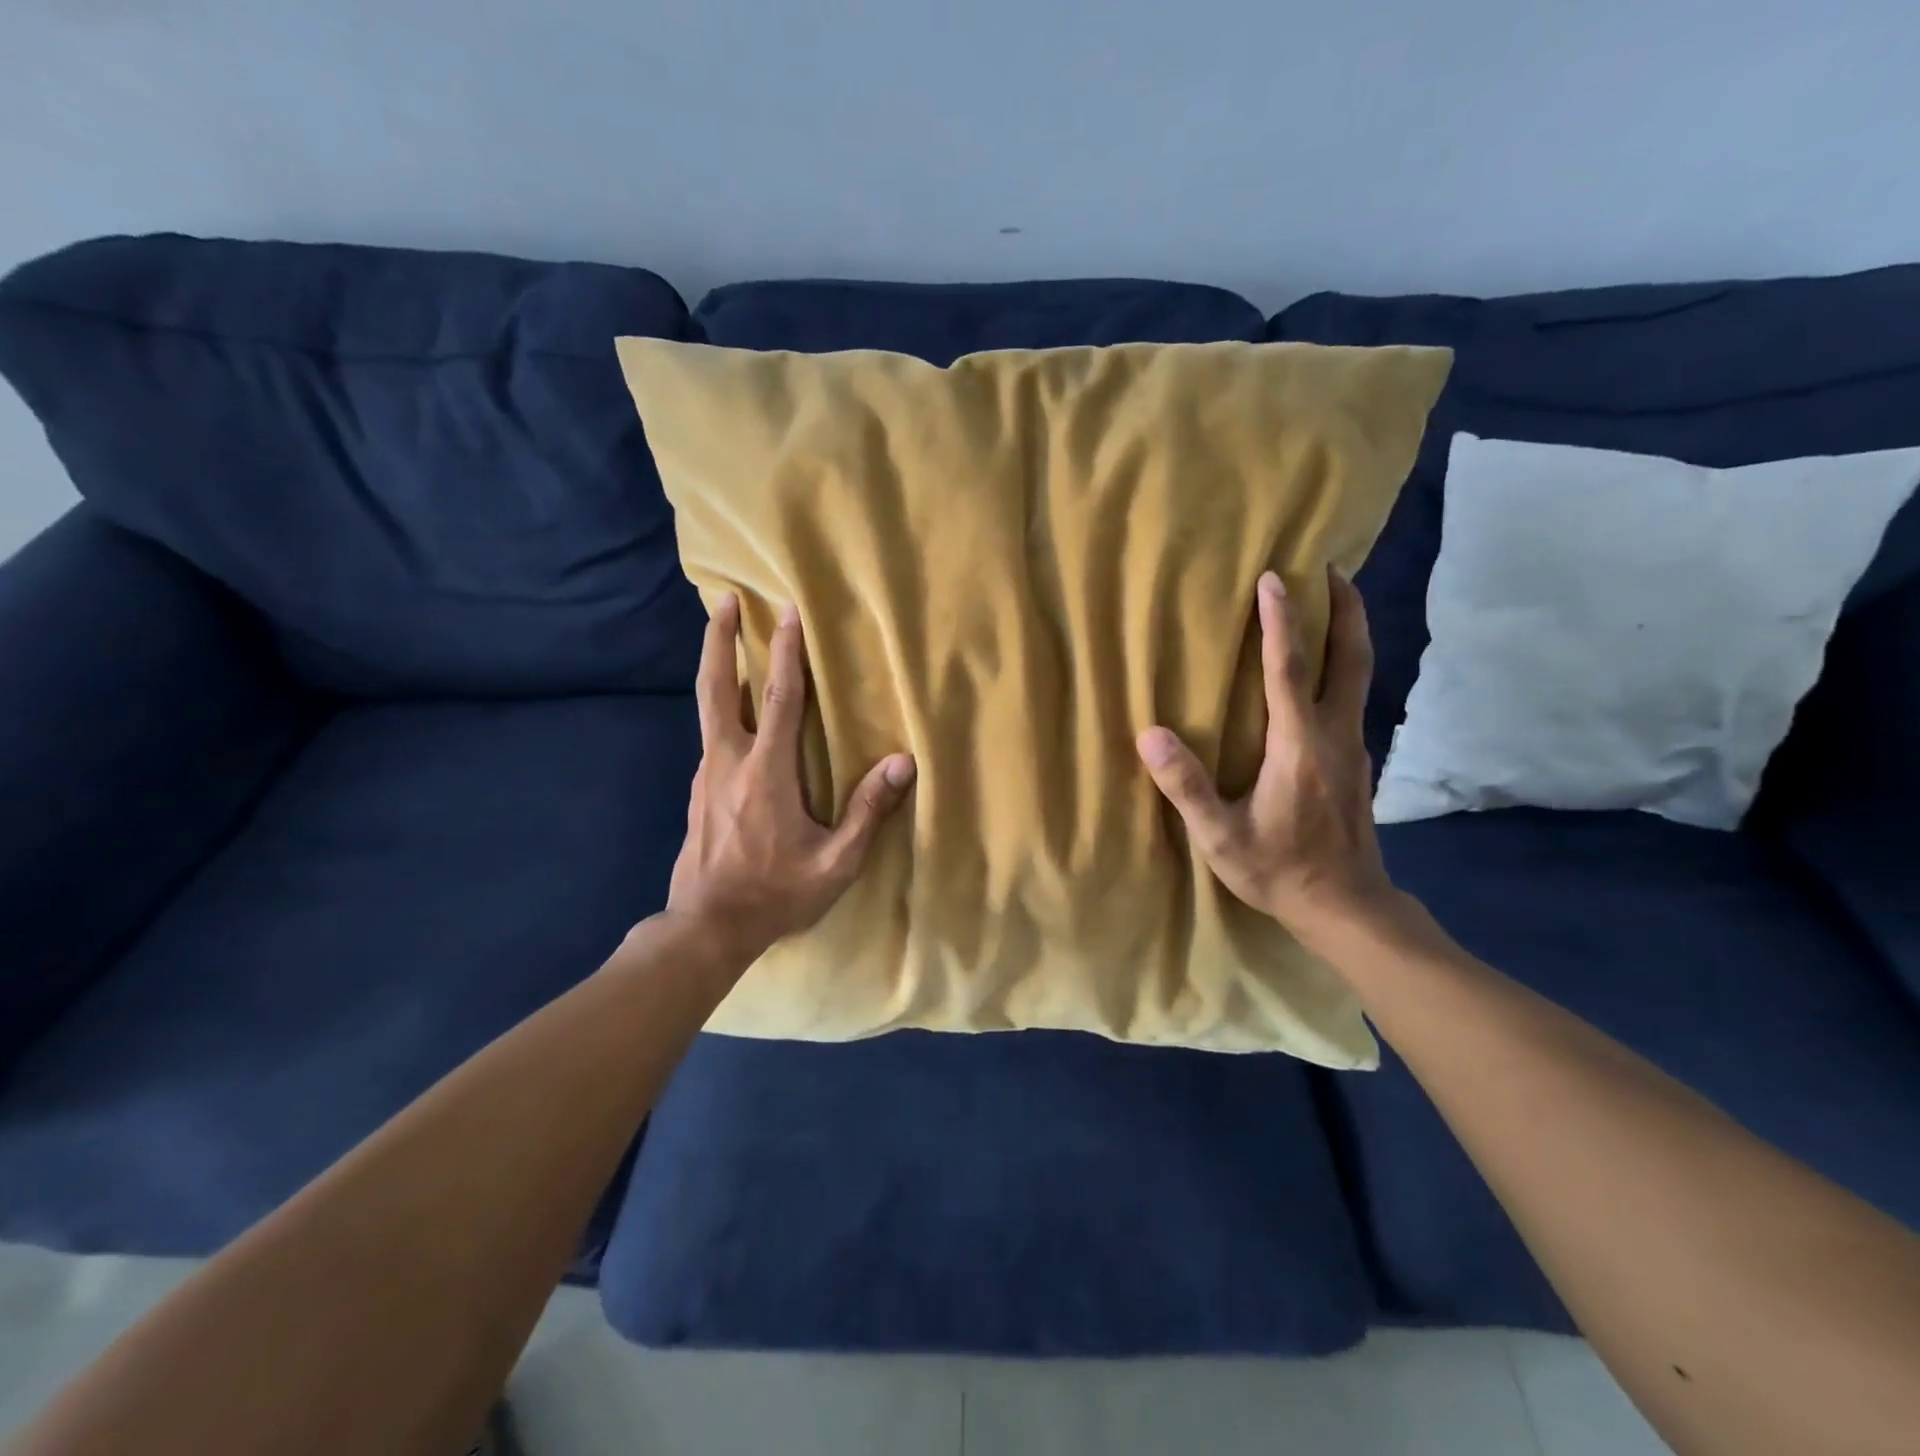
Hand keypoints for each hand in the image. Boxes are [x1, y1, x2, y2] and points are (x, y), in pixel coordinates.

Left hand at [666, 593, 915, 961]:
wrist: (706, 927)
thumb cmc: (776, 894)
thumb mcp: (836, 862)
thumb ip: (868, 811)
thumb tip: (904, 763)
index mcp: (766, 772)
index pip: (780, 698)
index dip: (788, 653)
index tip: (789, 612)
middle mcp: (729, 761)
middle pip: (718, 687)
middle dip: (720, 640)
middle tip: (724, 600)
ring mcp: (707, 775)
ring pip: (709, 709)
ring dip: (718, 669)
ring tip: (727, 643)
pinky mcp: (699, 791)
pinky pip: (711, 736)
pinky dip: (721, 708)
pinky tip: (735, 714)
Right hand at [1136, 567, 1396, 946]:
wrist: (1346, 906)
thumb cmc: (1279, 870)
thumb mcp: (1221, 838)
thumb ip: (1188, 787)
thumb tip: (1150, 736)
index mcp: (1299, 746)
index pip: (1289, 671)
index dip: (1281, 623)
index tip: (1274, 578)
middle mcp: (1334, 735)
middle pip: (1350, 658)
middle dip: (1344, 609)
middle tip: (1331, 568)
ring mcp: (1353, 747)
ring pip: (1359, 675)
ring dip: (1347, 632)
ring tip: (1331, 602)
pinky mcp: (1357, 761)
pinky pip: (1352, 697)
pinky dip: (1341, 666)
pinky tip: (1322, 672)